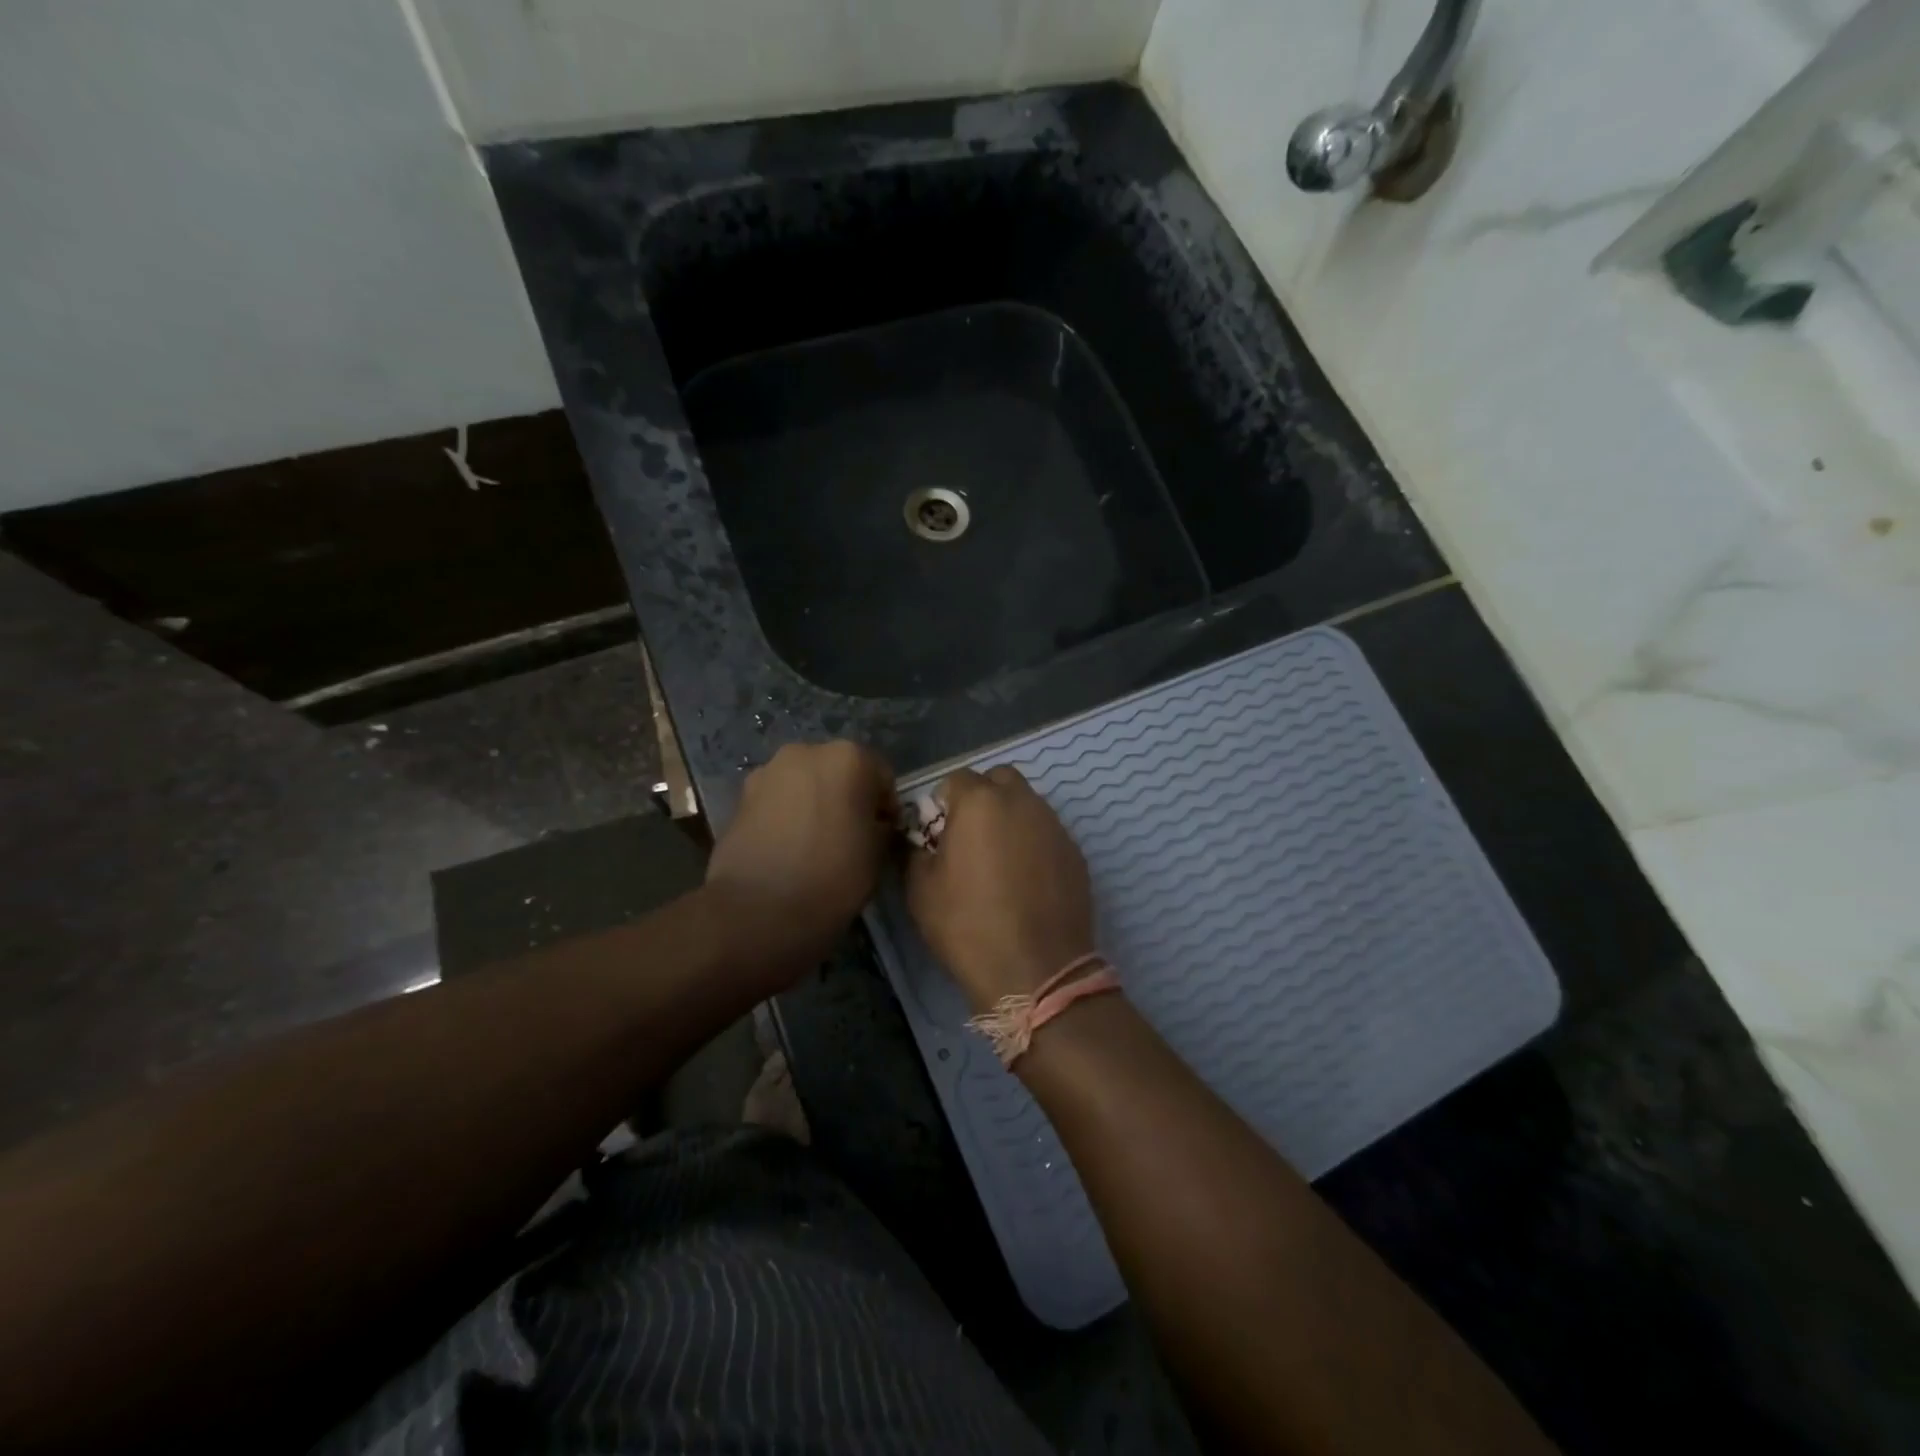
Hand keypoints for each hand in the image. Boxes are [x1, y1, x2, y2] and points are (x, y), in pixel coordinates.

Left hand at [706, 741, 896, 974]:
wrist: (757, 910)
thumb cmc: (832, 877)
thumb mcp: (878, 855)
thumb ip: (881, 828)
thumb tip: (873, 825)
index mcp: (849, 758)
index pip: (882, 776)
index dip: (885, 807)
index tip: (883, 835)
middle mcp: (807, 752)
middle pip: (839, 771)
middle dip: (846, 797)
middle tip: (849, 836)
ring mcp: (768, 772)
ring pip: (805, 784)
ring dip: (814, 804)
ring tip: (814, 844)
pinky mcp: (740, 797)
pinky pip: (777, 801)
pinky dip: (786, 816)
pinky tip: (787, 849)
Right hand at [905, 766, 1095, 1012]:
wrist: (1035, 970)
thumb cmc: (968, 926)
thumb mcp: (920, 890)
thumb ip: (914, 850)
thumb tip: (919, 838)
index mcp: (980, 802)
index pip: (955, 779)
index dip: (942, 804)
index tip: (937, 834)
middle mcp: (1022, 802)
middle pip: (999, 779)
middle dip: (982, 797)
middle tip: (970, 836)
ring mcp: (1054, 825)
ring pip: (1027, 803)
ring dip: (1010, 817)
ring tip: (999, 859)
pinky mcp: (1075, 852)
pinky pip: (1047, 832)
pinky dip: (1033, 842)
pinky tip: (1026, 879)